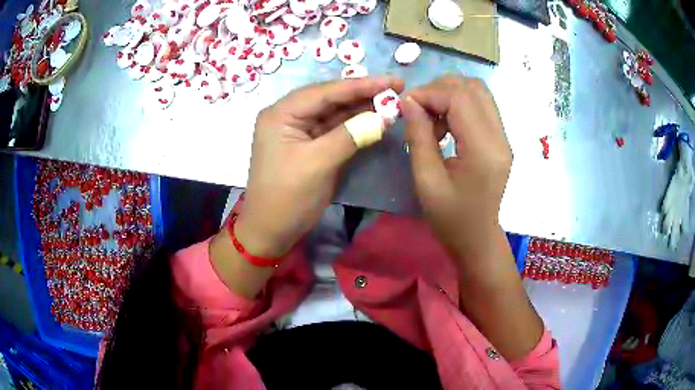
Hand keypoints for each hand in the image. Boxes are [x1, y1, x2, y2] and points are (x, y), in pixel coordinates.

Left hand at [237, 76, 404, 257]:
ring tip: (392, 102)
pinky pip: (334, 129)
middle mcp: (288, 116)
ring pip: (334, 113)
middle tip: (396, 88)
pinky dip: (355, 125)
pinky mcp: (309, 145)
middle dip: (363, 94)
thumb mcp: (318, 164)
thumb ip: (351, 135)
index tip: (392, 81)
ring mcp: (299, 131)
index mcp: (281, 113)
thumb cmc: (287, 198)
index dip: (360, 85)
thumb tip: (384, 116)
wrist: (271, 232)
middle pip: (330, 99)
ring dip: (361, 108)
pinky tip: (375, 119)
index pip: (325, 92)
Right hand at [403, 77, 543, 360]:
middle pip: (472, 88)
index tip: (406, 105)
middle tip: (418, 109)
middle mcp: (500, 137)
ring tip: (431, 118)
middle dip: (440, 89)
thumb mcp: (426, 180)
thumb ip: (419, 136)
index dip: (430, 93)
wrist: (477, 238)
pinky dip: (459, 105)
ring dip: (450, 95)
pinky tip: (445, 124)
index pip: (460, 98)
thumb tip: (410, 101)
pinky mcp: (500, 139)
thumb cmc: (449, 218)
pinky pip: (481, 106)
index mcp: (484, 150)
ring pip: (478, 92)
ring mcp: (503, 137)